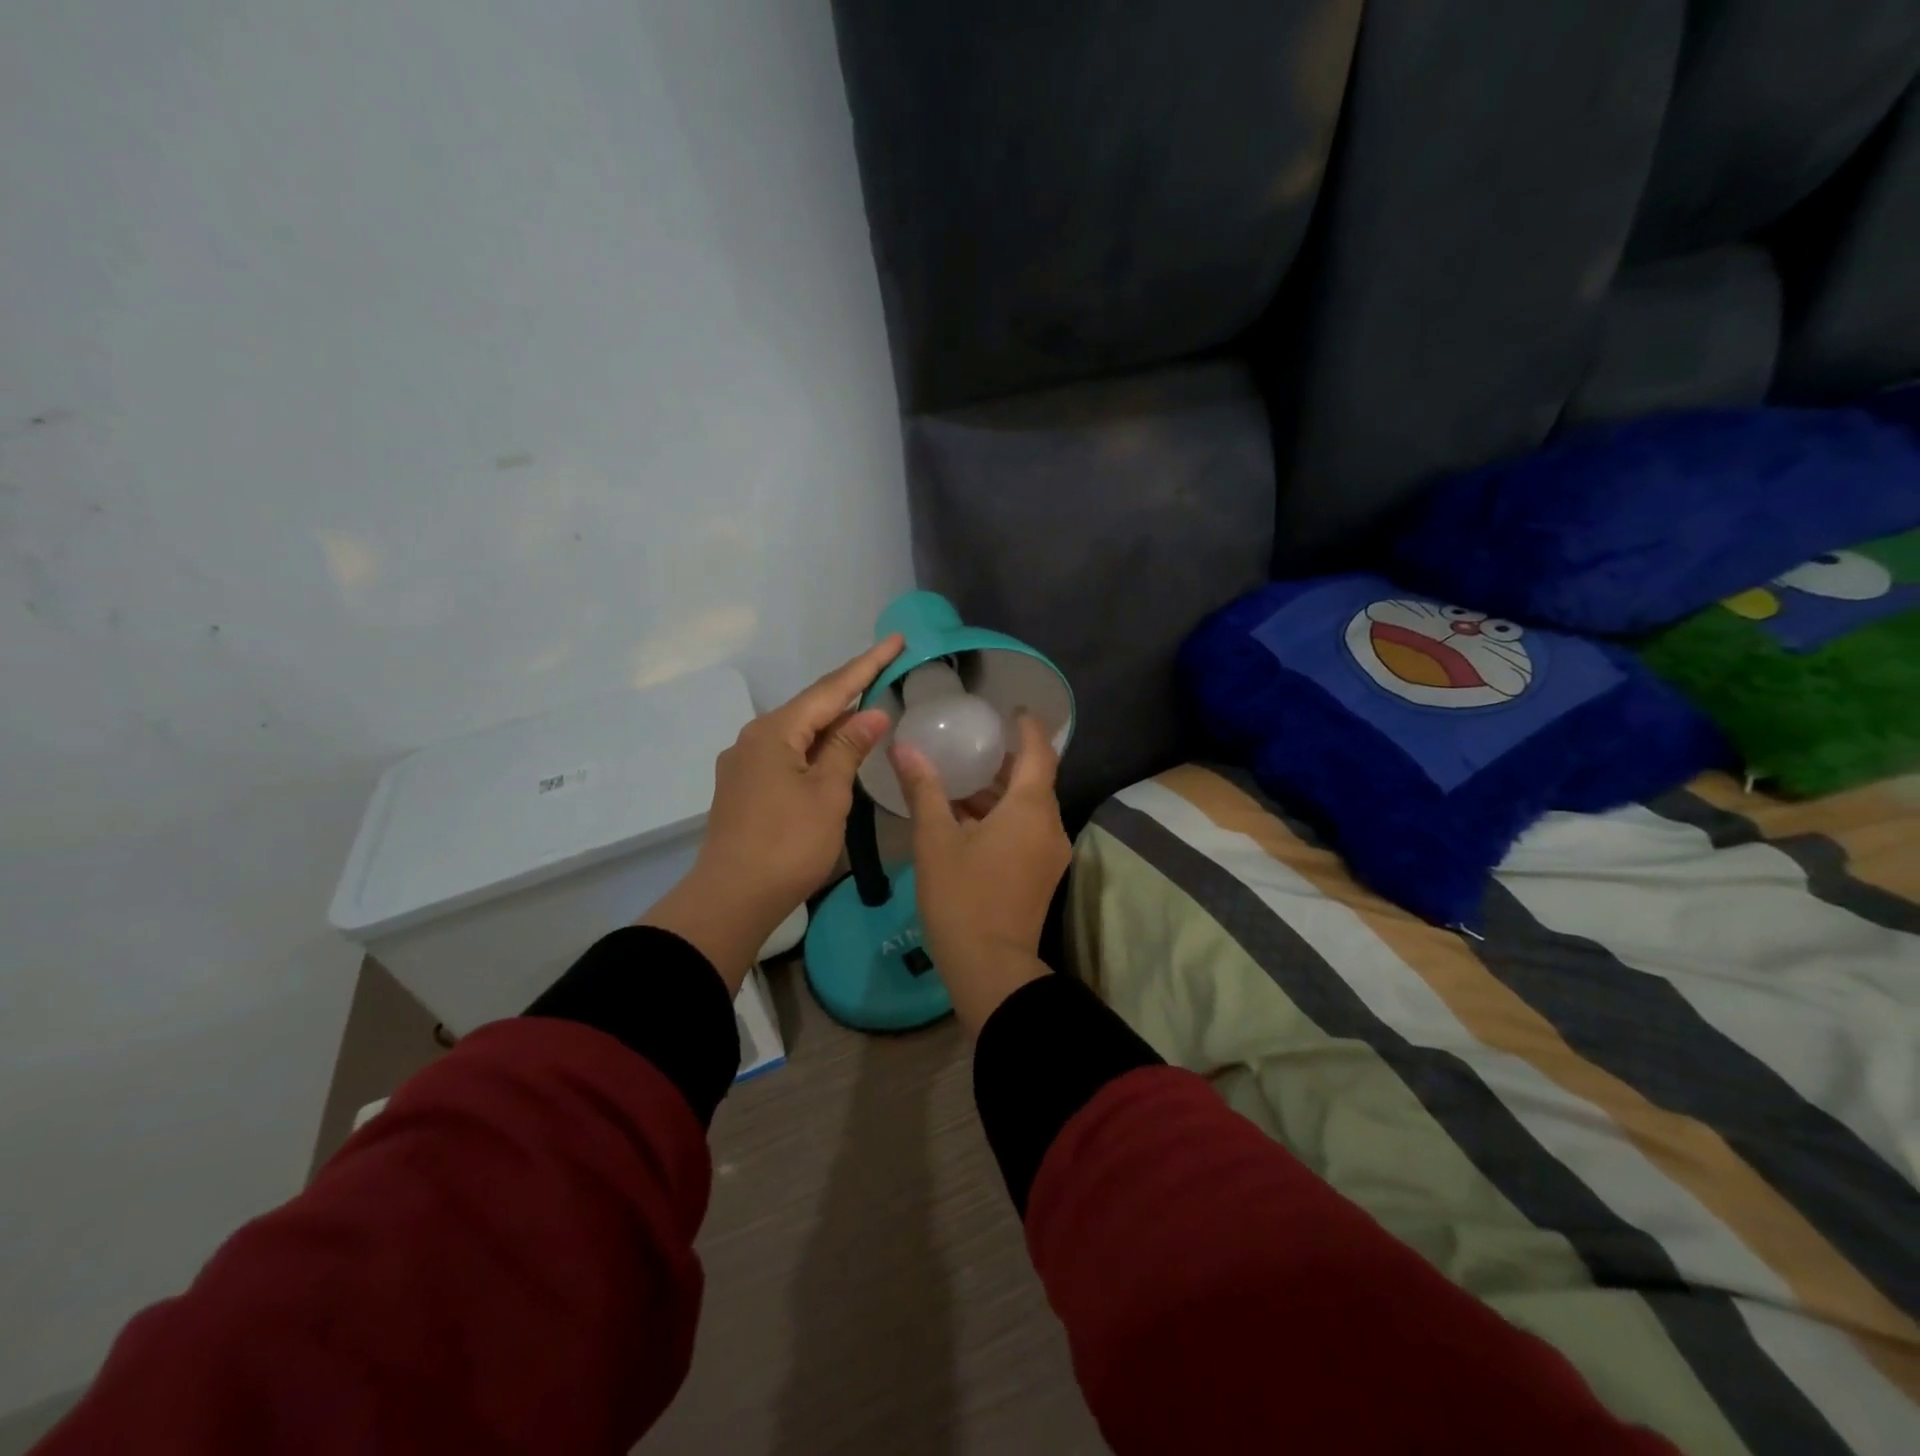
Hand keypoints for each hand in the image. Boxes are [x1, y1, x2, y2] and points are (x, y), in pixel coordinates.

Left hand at [642, 634, 903, 990]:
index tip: (895, 639)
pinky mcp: (745, 788)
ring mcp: (745, 763)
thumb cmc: (788, 844)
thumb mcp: (828, 794)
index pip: (831, 688)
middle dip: (850, 689)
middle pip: (812, 706)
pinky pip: (788, 753)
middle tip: (887, 670)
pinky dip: (817, 747)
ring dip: (834, 721)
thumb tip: (871, 713)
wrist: (731, 898)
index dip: (867, 664)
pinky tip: (834, 752)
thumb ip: (849, 748)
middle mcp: (755, 737)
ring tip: (868, 709)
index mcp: (775, 731)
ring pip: (799, 731)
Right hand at [891, 714, 1071, 1033]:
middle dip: (1005, 761)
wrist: (990, 968)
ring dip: (999, 793)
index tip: (1011, 710)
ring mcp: (1049, 853)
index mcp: (1031, 809)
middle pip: (1034, 780)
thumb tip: (905, 747)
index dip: (1028, 728)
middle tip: (972, 743)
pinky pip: (1026, 831)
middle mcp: (1050, 825)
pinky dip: (1003, 817)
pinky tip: (967, 820)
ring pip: (1028, 808)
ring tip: (960, 780)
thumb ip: (924, 789)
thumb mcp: (936, 840)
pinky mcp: (1041, 875)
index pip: (1038, 752)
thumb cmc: (962, 897)